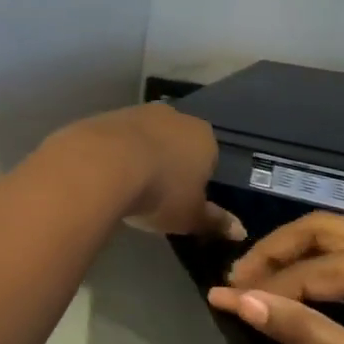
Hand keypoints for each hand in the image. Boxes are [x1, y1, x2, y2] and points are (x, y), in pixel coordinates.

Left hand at [43, 104, 243, 240]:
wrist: (103, 164)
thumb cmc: (160, 192)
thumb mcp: (190, 216)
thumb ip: (214, 222)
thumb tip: (240, 231)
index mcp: (204, 137)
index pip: (209, 157)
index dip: (197, 179)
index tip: (183, 199)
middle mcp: (175, 116)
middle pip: (177, 142)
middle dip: (169, 163)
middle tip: (155, 193)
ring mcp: (139, 112)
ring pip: (146, 136)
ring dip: (140, 155)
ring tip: (128, 185)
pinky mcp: (107, 115)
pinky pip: (118, 138)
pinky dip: (115, 152)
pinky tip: (105, 173)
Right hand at [208, 213, 343, 343]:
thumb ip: (304, 332)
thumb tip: (238, 302)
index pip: (314, 267)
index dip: (263, 285)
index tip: (218, 299)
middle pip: (326, 231)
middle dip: (277, 253)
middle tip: (237, 281)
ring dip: (301, 260)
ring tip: (260, 285)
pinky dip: (329, 275)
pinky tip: (306, 294)